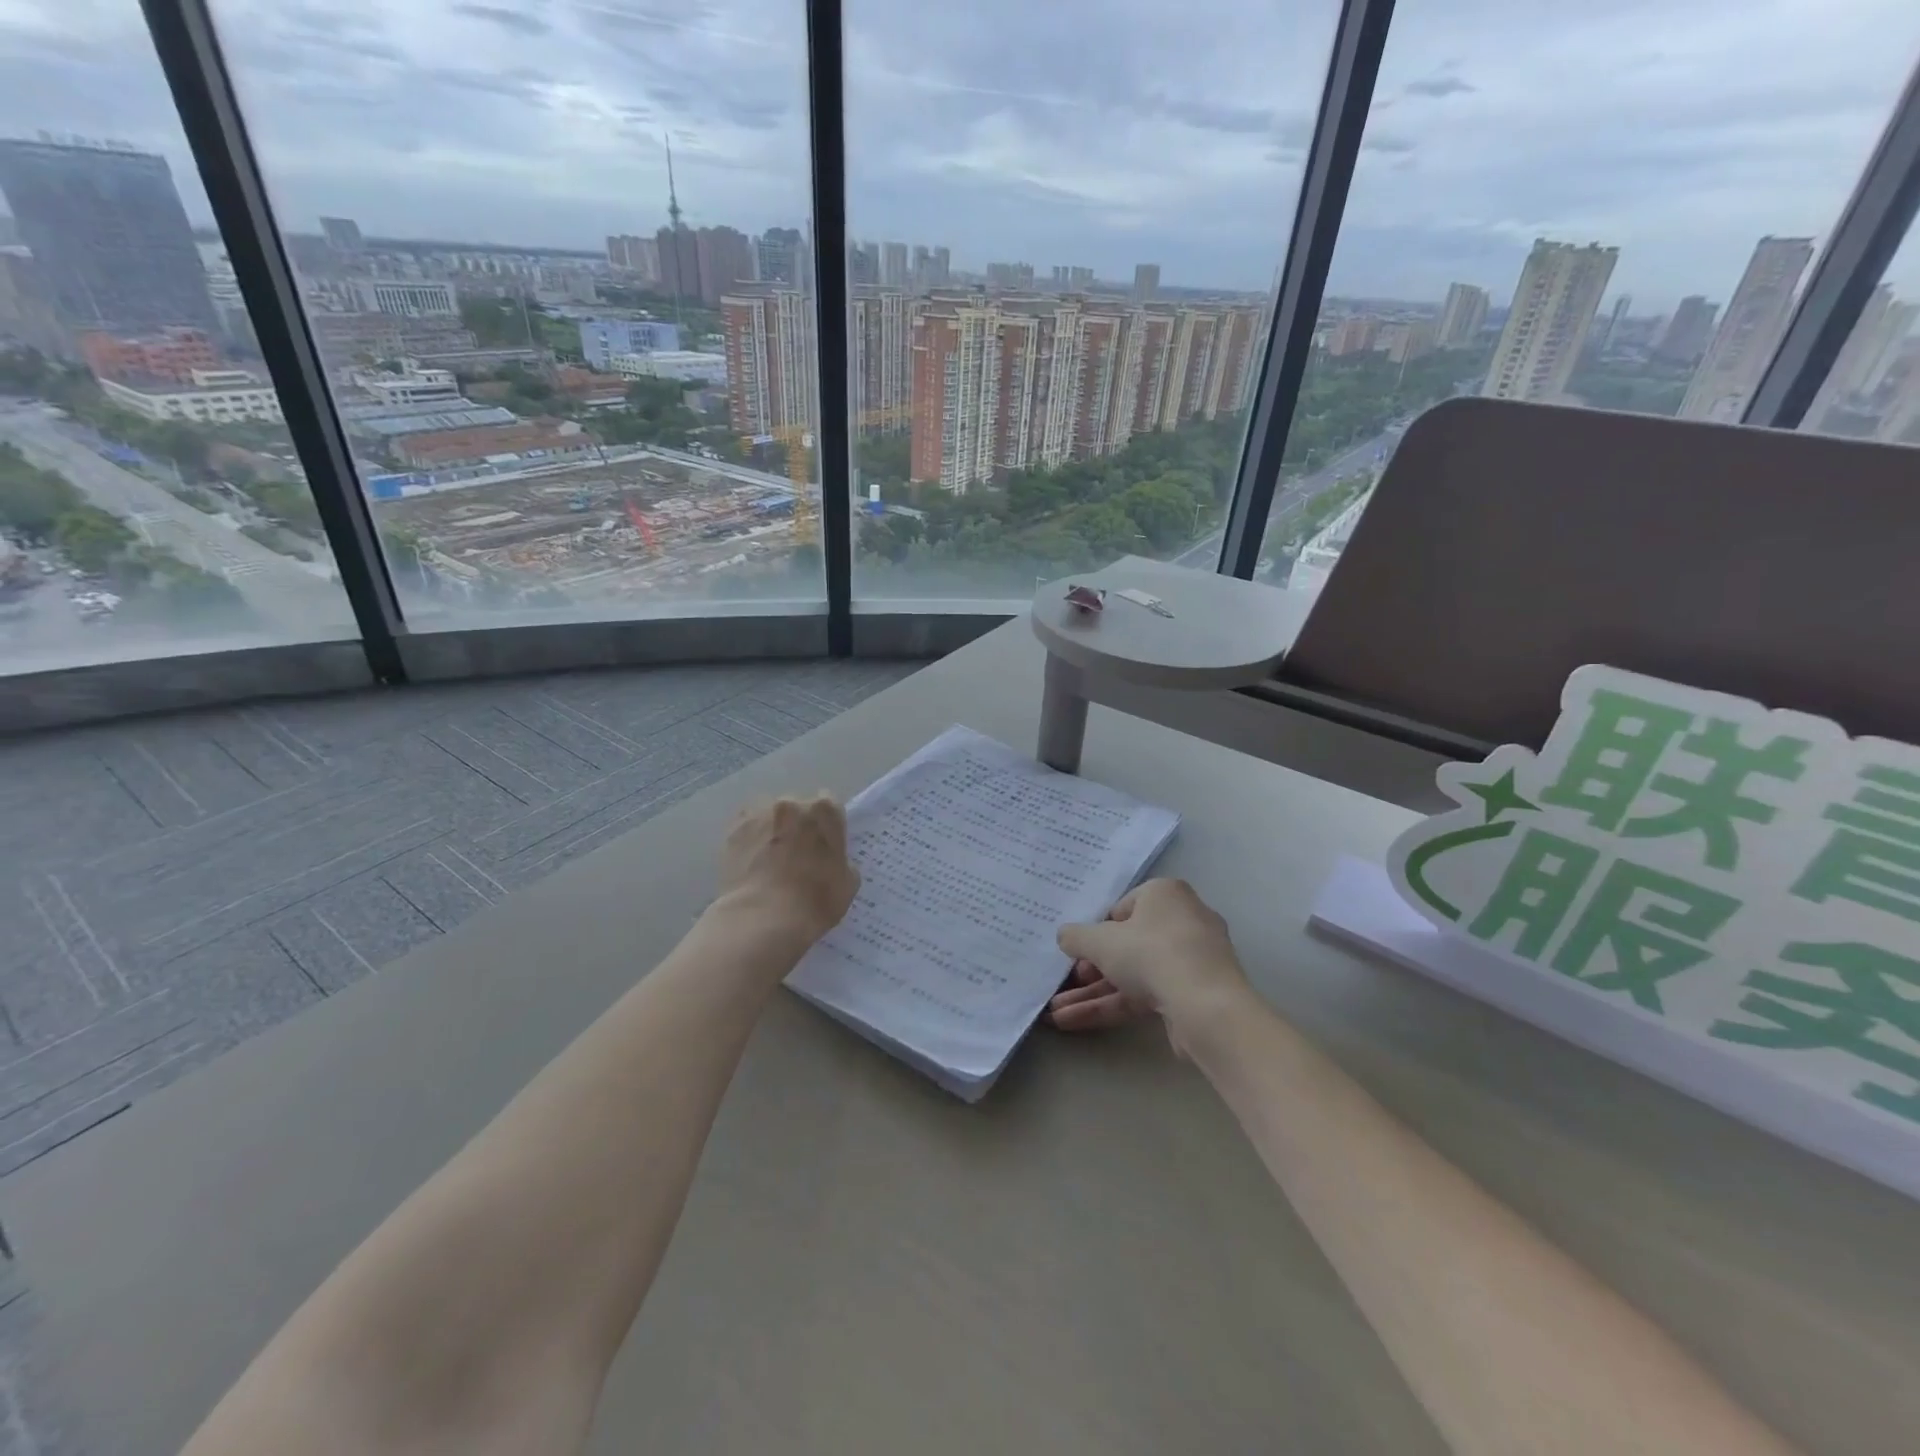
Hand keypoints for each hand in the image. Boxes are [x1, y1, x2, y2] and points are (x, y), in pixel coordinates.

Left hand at [717, 794, 860, 946]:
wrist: (763, 918)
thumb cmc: (815, 901)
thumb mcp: (848, 884)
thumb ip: (842, 862)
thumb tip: (831, 861)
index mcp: (825, 811)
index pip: (830, 807)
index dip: (826, 826)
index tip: (823, 845)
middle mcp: (791, 804)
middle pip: (797, 808)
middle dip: (798, 826)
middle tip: (796, 855)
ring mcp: (759, 815)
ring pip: (768, 817)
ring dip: (772, 831)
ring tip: (769, 861)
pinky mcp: (733, 831)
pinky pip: (746, 830)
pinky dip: (749, 842)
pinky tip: (751, 865)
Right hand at [1048, 878, 1251, 1043]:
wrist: (1206, 1007)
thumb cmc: (1150, 954)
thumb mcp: (1100, 941)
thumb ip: (1076, 936)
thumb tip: (1065, 936)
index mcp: (1165, 894)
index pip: (1122, 908)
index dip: (1096, 930)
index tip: (1078, 951)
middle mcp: (1183, 920)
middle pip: (1127, 943)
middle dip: (1090, 968)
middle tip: (1067, 982)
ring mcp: (1191, 960)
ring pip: (1134, 973)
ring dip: (1094, 994)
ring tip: (1056, 1013)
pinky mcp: (1193, 995)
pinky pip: (1146, 995)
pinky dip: (1113, 1006)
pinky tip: (1076, 1023)